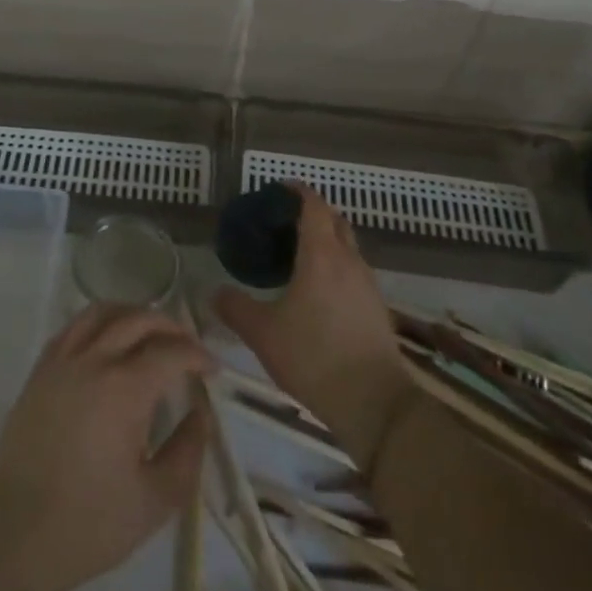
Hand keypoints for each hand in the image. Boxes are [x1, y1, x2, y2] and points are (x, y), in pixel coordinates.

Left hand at [0, 305, 212, 590]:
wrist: (14, 537)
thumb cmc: (89, 524)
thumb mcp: (156, 500)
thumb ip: (188, 452)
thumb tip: (200, 415)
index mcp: (124, 389)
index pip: (171, 351)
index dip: (197, 355)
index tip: (212, 370)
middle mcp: (92, 361)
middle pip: (138, 319)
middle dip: (171, 327)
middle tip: (187, 348)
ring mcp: (61, 363)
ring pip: (101, 313)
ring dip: (132, 315)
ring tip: (150, 335)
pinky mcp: (39, 373)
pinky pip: (72, 329)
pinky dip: (98, 323)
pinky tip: (107, 344)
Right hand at [216, 182, 413, 468]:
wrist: (374, 402)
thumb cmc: (313, 357)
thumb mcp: (262, 333)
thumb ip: (236, 308)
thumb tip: (215, 292)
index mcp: (322, 255)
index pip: (313, 206)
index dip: (297, 191)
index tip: (279, 189)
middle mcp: (349, 261)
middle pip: (335, 220)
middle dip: (313, 213)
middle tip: (284, 222)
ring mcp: (368, 284)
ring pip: (348, 247)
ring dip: (327, 241)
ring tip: (298, 256)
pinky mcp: (377, 308)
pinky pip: (354, 271)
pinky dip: (336, 266)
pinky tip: (318, 291)